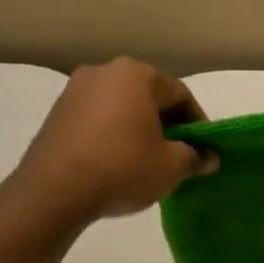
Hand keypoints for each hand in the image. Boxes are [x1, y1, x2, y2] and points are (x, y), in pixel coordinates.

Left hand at [9, 58, 217, 226]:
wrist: (53, 191)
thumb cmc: (122, 168)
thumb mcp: (171, 167)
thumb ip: (195, 157)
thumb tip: (210, 157)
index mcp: (137, 74)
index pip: (180, 94)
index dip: (197, 123)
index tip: (203, 150)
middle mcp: (104, 71)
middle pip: (149, 96)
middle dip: (167, 124)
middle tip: (178, 155)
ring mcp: (75, 90)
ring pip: (121, 106)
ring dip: (138, 128)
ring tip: (147, 160)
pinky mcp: (56, 112)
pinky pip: (97, 119)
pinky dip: (112, 134)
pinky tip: (116, 162)